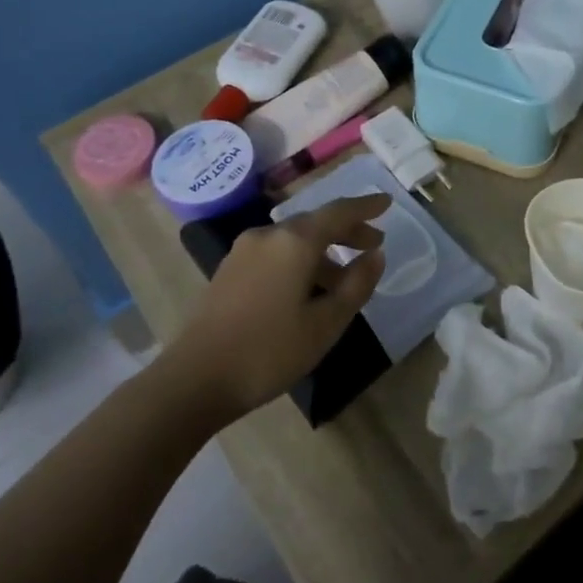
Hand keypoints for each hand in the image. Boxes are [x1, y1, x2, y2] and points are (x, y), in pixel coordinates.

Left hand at [171, 194, 388, 421]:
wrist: (194, 380)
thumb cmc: (269, 351)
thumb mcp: (325, 323)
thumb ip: (357, 285)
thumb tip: (376, 255)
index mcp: (294, 241)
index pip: (339, 212)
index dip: (366, 207)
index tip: (387, 203)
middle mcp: (268, 235)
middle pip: (316, 223)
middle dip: (347, 231)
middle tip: (373, 245)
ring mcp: (244, 251)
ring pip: (294, 241)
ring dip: (324, 252)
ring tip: (345, 279)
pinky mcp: (230, 270)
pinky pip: (276, 253)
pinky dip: (300, 261)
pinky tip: (308, 289)